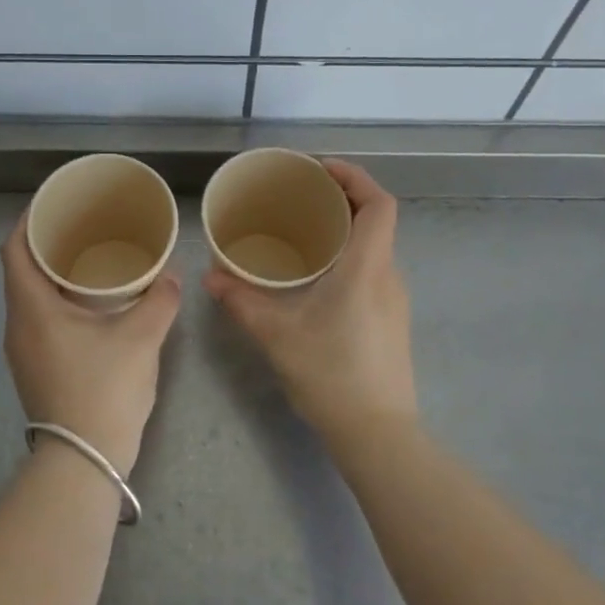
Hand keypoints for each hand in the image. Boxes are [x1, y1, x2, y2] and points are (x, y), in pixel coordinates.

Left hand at [0, 214, 180, 476]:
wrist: (84, 461)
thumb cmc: (104, 390)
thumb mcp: (140, 339)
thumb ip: (159, 300)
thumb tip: (172, 276)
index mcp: (32, 308)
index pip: (14, 249)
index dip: (29, 220)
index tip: (55, 204)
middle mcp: (18, 325)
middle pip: (20, 270)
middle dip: (46, 244)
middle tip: (82, 226)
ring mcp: (23, 351)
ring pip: (30, 297)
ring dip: (52, 275)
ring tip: (89, 258)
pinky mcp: (35, 369)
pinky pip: (39, 319)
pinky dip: (57, 300)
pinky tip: (90, 303)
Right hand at [204, 160, 417, 449]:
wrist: (378, 433)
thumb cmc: (331, 375)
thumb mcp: (277, 335)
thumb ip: (242, 301)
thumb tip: (211, 275)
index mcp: (368, 267)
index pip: (379, 204)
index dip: (355, 177)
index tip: (320, 170)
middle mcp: (388, 275)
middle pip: (376, 220)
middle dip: (341, 199)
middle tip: (300, 197)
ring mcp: (394, 300)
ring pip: (374, 247)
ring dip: (344, 230)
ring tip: (302, 232)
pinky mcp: (391, 320)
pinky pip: (372, 270)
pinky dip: (348, 256)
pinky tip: (316, 276)